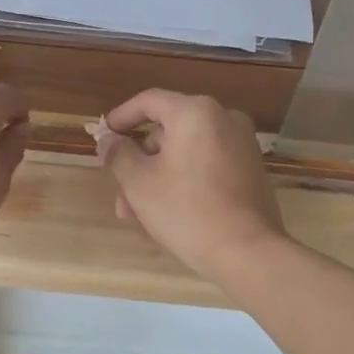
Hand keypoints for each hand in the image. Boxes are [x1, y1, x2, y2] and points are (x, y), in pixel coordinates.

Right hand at [96, 90, 286, 282]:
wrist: (247, 252)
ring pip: (185, 153)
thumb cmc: (186, 211)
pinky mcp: (250, 170)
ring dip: (157, 178)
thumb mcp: (139, 183)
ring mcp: (241, 145)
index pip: (149, 101)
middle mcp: (224, 119)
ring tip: (137, 215)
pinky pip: (206, 166)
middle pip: (167, 132)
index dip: (121, 117)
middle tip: (119, 193)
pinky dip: (183, 181)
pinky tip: (167, 214)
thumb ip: (118, 155)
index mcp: (196, 112)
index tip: (103, 136)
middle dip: (139, 163)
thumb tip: (109, 140)